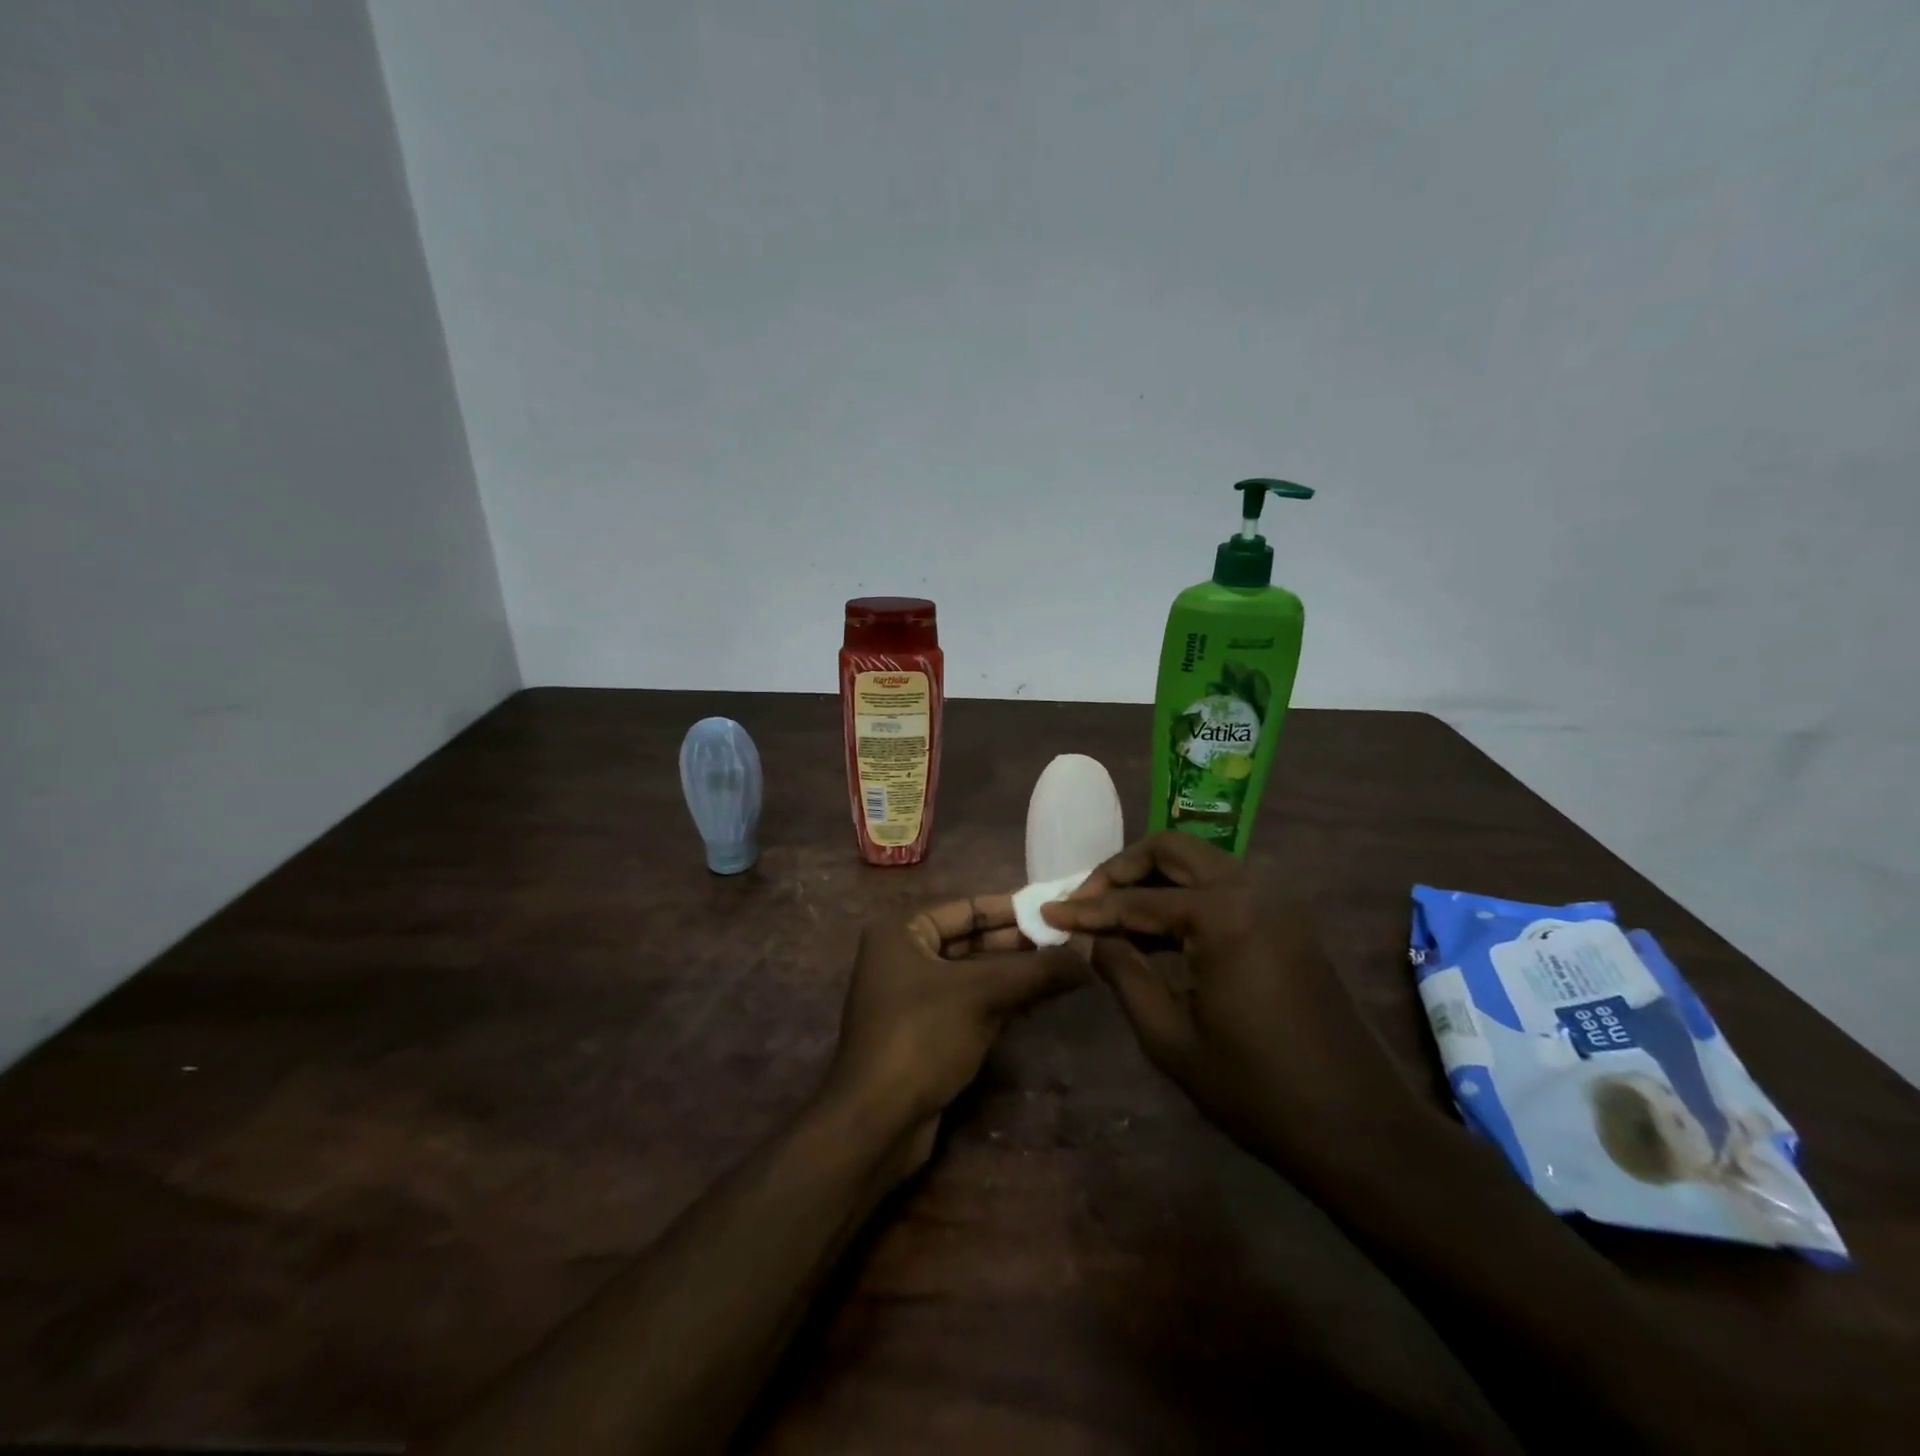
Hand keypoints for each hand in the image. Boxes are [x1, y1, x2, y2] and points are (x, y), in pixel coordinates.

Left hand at [821, 895, 1086, 1161]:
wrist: (877, 1122)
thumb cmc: (922, 1037)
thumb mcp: (982, 995)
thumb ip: (1035, 971)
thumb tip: (1087, 955)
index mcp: (902, 931)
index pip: (967, 908)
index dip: (1013, 910)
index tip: (1056, 912)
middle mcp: (904, 956)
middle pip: (971, 940)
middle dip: (1019, 944)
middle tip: (1069, 945)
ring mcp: (913, 996)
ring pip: (974, 974)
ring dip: (1016, 973)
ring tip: (1066, 970)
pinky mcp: (926, 1031)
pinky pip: (970, 1002)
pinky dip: (1003, 999)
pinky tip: (1041, 1000)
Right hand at [1040, 832, 1416, 1166]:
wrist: (1358, 1127)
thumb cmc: (1255, 1089)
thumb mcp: (1170, 1036)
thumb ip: (1124, 972)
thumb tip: (1093, 937)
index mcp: (1223, 914)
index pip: (1136, 900)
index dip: (1087, 908)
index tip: (1048, 911)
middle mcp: (1253, 888)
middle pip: (1172, 850)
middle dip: (1122, 869)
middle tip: (1086, 900)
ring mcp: (1278, 901)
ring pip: (1200, 863)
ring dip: (1154, 878)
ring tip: (1115, 915)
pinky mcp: (1289, 920)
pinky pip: (1225, 887)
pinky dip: (1187, 896)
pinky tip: (1160, 930)